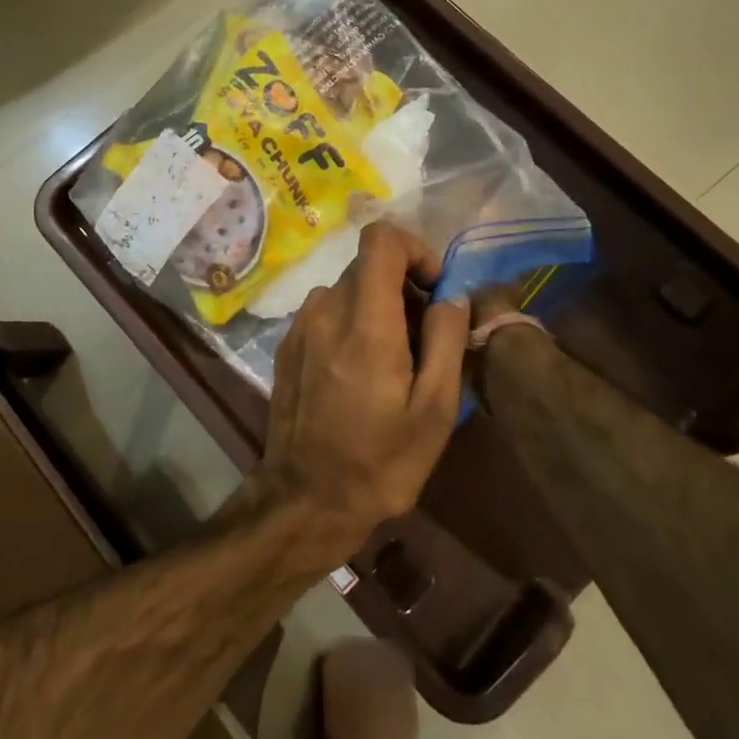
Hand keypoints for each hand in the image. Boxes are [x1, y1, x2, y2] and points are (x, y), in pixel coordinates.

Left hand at [261, 223, 470, 552]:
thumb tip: (452, 296)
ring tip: (393, 362)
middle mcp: (325, 311)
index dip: (415, 250)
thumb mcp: (434, 410)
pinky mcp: (287, 345)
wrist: (306, 499)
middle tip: (422, 340)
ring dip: (377, 308)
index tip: (434, 290)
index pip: (381, 240)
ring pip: (347, 289)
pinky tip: (358, 374)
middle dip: (403, 288)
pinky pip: (327, 312)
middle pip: (368, 266)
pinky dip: (350, 323)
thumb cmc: (380, 461)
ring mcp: (300, 327)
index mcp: (365, 322)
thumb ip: (447, 341)